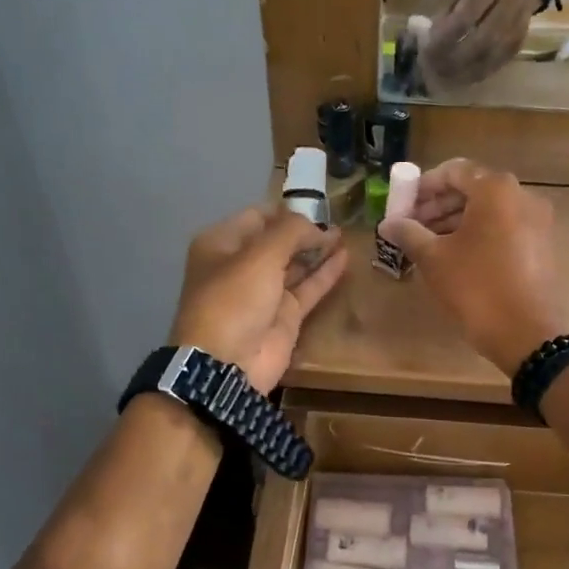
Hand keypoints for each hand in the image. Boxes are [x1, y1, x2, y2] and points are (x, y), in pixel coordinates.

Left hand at [169, 206, 347, 391]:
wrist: (227, 365)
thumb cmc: (234, 300)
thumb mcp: (260, 255)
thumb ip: (291, 232)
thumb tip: (317, 227)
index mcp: (222, 244)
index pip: (257, 216)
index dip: (286, 209)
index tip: (317, 204)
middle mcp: (241, 265)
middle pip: (278, 240)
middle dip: (304, 230)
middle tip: (337, 218)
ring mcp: (264, 292)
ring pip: (295, 264)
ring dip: (318, 249)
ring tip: (345, 234)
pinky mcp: (285, 316)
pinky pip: (308, 288)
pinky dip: (326, 273)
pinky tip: (346, 257)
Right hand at [377, 159, 564, 375]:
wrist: (527, 334)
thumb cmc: (476, 287)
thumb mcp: (434, 258)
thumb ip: (409, 233)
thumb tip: (387, 223)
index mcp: (496, 189)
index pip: (453, 171)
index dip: (422, 187)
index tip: (402, 207)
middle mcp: (522, 196)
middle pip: (472, 189)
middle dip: (438, 205)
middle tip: (412, 227)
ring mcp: (537, 221)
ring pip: (489, 211)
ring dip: (456, 221)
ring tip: (428, 245)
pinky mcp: (542, 245)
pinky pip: (504, 228)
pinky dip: (478, 234)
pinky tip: (456, 257)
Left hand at [421, 0, 542, 88]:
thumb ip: (451, 8)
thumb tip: (432, 36)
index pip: (466, 18)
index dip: (445, 37)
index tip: (427, 48)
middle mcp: (509, 8)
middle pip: (478, 41)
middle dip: (452, 58)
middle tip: (432, 67)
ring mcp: (516, 29)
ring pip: (488, 57)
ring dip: (463, 71)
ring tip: (442, 77)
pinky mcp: (518, 45)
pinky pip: (496, 64)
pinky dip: (476, 74)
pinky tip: (461, 78)